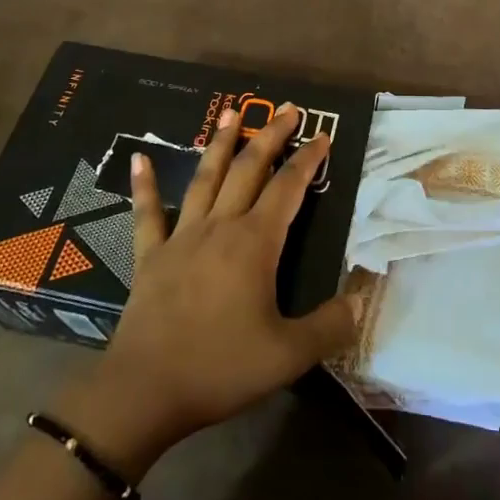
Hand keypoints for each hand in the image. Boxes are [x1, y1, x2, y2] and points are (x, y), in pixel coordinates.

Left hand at [78, 105, 358, 465]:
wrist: (145, 391)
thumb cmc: (220, 368)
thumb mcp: (288, 355)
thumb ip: (329, 326)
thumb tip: (360, 300)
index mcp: (255, 244)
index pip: (288, 188)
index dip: (308, 160)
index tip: (323, 136)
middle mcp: (220, 227)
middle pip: (249, 169)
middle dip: (270, 136)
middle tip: (287, 108)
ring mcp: (182, 237)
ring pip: (205, 179)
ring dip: (220, 143)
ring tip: (231, 112)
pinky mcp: (151, 255)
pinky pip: (148, 213)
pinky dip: (144, 185)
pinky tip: (139, 158)